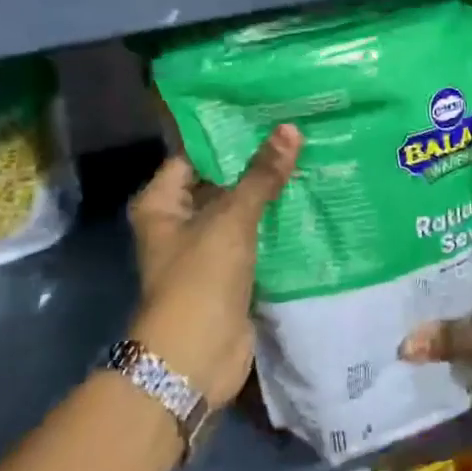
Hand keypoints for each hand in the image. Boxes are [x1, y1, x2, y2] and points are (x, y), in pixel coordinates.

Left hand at [126, 124, 301, 408]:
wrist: (196, 359)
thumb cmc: (200, 278)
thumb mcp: (231, 219)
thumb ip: (261, 175)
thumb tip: (290, 129)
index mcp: (161, 202)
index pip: (194, 154)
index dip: (227, 133)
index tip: (265, 111)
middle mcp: (178, 221)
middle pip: (220, 181)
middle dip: (255, 163)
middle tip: (296, 131)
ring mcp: (205, 248)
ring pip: (240, 210)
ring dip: (269, 193)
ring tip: (309, 156)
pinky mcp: (230, 272)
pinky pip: (255, 237)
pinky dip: (276, 223)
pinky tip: (309, 199)